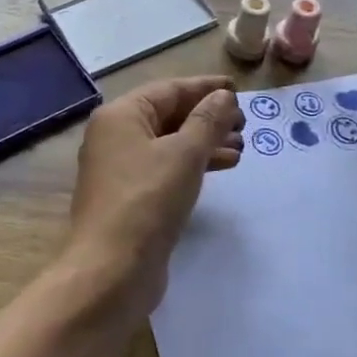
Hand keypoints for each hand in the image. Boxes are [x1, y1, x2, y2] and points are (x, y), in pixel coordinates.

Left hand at [63, 75, 243, 322]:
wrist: (111, 269)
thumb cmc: (148, 200)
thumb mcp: (184, 154)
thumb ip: (207, 120)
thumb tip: (223, 96)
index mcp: (121, 116)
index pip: (169, 89)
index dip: (205, 87)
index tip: (238, 89)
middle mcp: (115, 136)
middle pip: (168, 115)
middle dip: (208, 117)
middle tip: (245, 124)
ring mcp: (120, 169)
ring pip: (169, 144)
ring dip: (205, 142)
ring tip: (241, 147)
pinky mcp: (131, 197)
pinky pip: (166, 168)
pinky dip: (193, 165)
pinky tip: (222, 168)